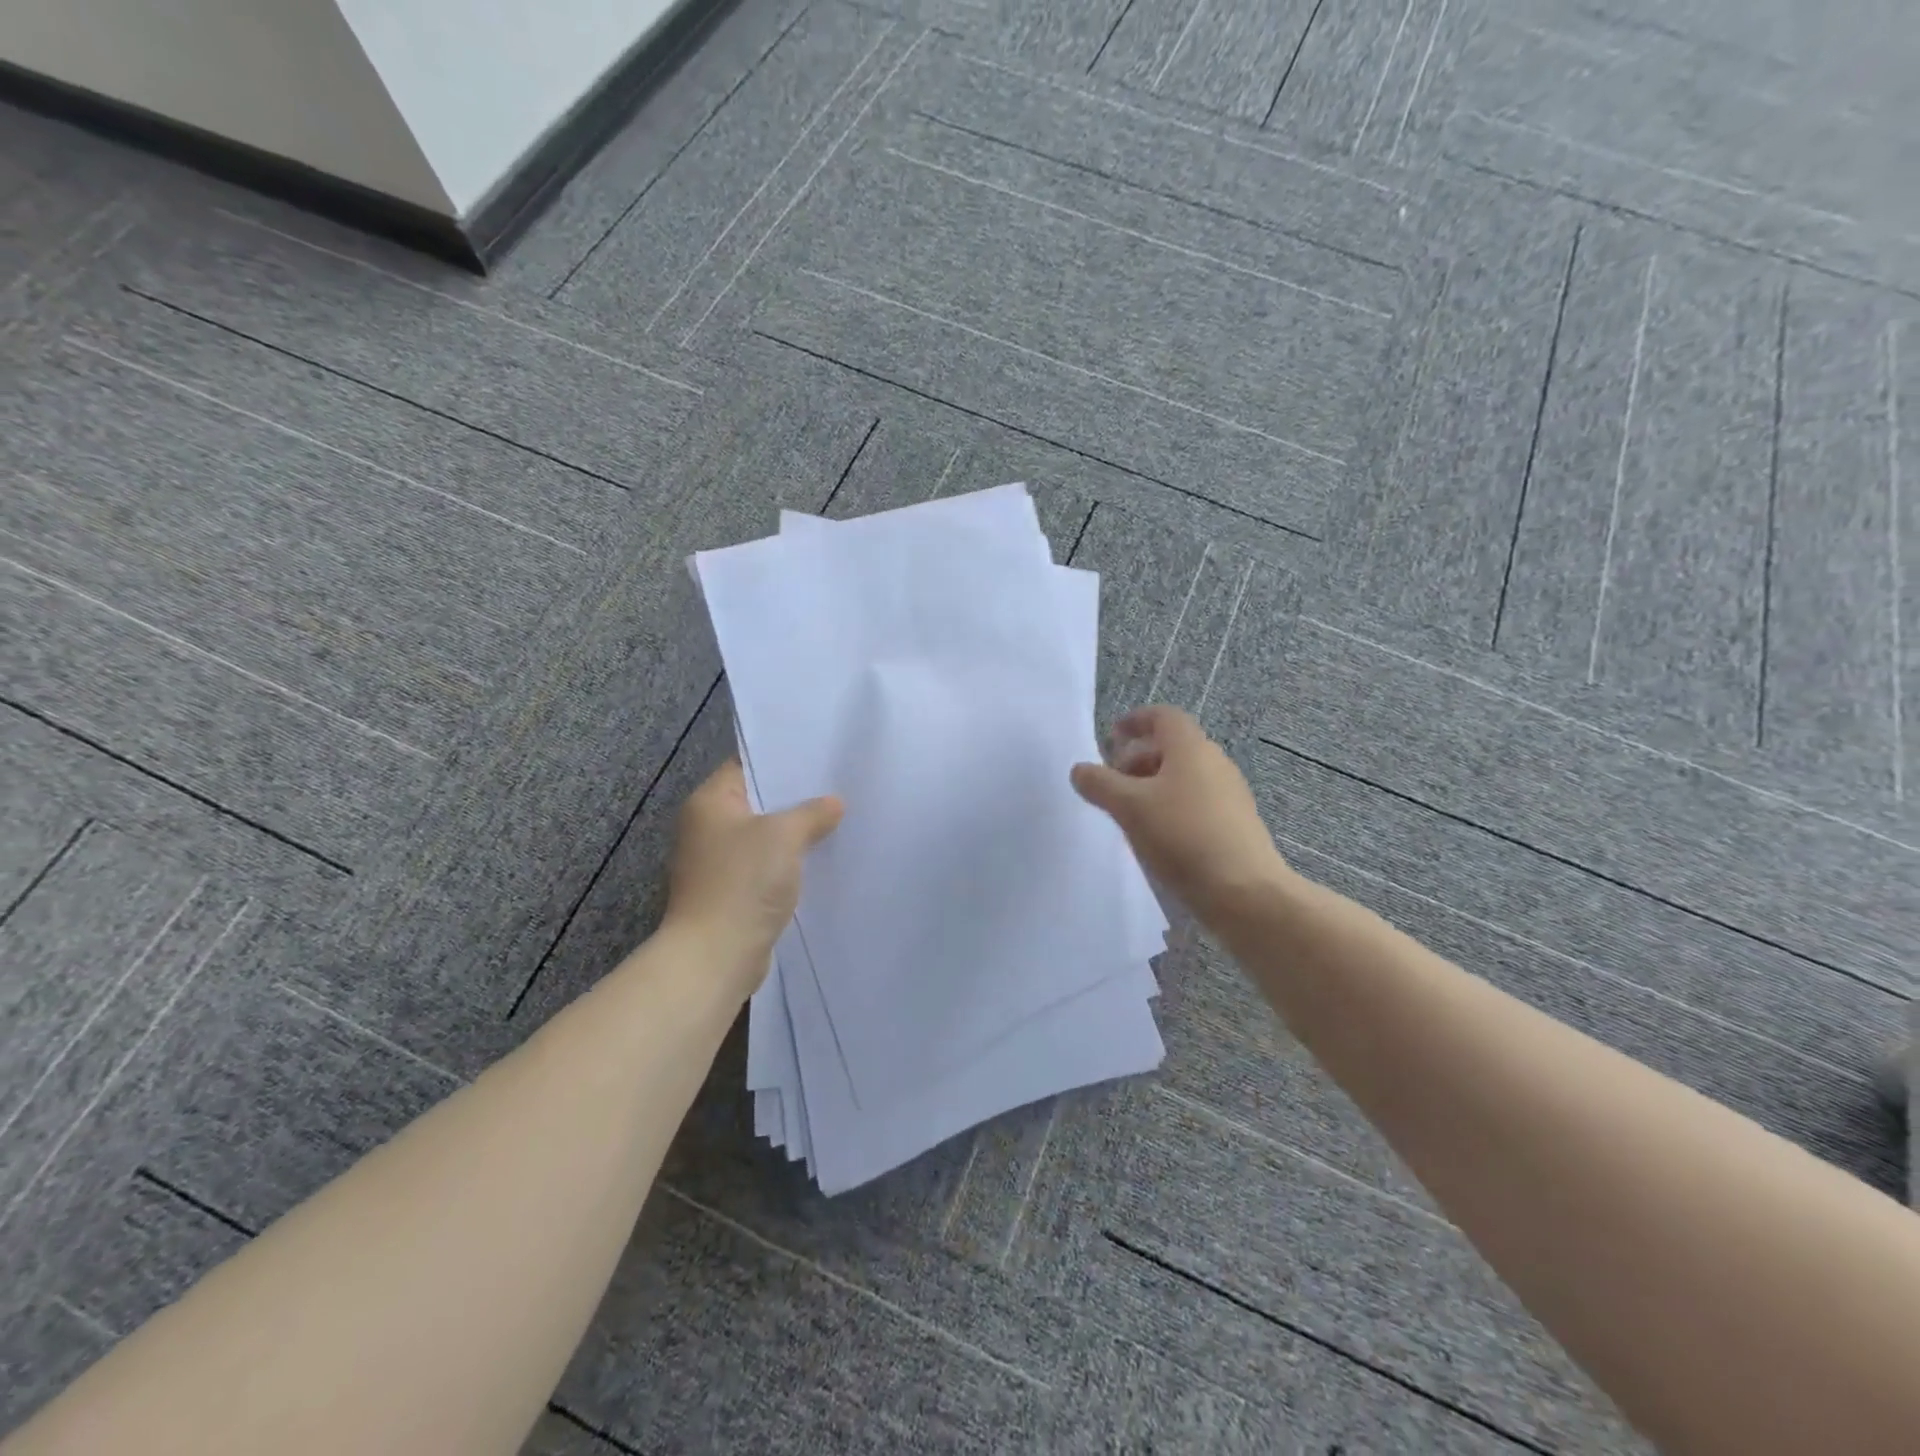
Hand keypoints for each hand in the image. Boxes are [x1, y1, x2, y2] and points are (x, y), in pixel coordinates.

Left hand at [660, 760, 842, 993]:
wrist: (715, 956)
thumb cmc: (743, 882)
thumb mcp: (784, 836)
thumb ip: (812, 813)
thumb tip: (834, 803)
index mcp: (709, 803)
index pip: (746, 766)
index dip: (781, 761)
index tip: (819, 758)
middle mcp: (706, 828)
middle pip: (757, 802)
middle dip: (795, 799)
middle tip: (837, 788)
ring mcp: (716, 863)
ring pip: (764, 837)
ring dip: (794, 834)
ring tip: (836, 821)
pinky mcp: (730, 893)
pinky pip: (764, 867)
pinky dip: (787, 863)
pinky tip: (819, 861)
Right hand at [1071, 706, 1289, 927]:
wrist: (1244, 892)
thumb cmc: (1182, 836)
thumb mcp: (1129, 807)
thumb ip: (1099, 784)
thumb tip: (1080, 770)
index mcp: (1191, 748)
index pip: (1163, 716)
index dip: (1135, 720)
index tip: (1112, 736)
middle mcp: (1214, 763)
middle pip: (1172, 747)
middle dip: (1138, 758)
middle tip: (1112, 782)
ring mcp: (1229, 795)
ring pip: (1184, 777)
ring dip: (1153, 786)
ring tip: (1129, 813)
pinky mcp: (1235, 825)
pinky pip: (1196, 802)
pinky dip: (1171, 807)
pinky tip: (1157, 837)